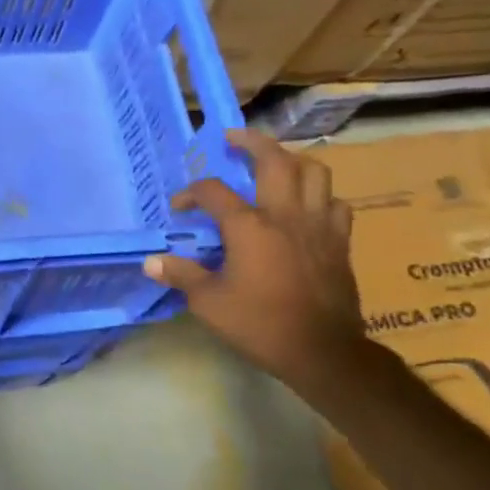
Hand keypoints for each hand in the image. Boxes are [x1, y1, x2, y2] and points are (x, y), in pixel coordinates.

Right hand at [144, 128, 365, 393]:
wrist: (322, 351)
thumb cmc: (260, 324)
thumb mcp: (209, 303)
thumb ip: (181, 275)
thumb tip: (150, 262)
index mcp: (249, 227)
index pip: (214, 192)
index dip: (191, 193)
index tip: (179, 206)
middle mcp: (285, 215)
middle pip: (274, 160)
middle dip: (251, 142)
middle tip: (233, 138)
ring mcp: (318, 225)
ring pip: (314, 172)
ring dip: (292, 161)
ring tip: (275, 164)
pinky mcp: (340, 241)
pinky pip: (335, 203)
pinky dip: (320, 195)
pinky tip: (308, 204)